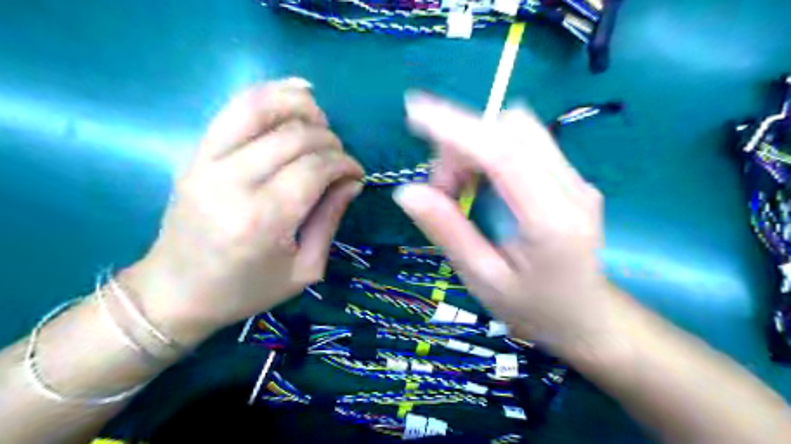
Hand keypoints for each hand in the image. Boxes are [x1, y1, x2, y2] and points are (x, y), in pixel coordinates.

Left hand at [124, 79, 361, 342]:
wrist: (176, 293)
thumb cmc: (247, 290)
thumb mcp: (304, 269)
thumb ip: (330, 219)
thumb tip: (353, 181)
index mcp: (263, 221)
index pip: (315, 168)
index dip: (345, 163)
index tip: (357, 173)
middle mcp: (233, 183)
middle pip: (295, 137)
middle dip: (330, 141)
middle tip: (340, 159)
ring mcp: (207, 163)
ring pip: (261, 108)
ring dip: (301, 106)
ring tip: (321, 121)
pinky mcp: (195, 154)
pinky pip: (234, 109)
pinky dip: (269, 93)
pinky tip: (296, 94)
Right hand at [392, 92, 620, 352]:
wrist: (586, 318)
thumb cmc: (533, 308)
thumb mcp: (482, 278)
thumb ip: (448, 231)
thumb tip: (407, 191)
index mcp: (552, 220)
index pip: (503, 153)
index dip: (457, 128)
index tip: (415, 111)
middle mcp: (572, 187)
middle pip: (511, 129)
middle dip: (463, 142)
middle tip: (440, 187)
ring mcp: (576, 178)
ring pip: (517, 130)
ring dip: (475, 145)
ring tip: (457, 187)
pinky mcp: (570, 177)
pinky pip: (523, 143)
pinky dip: (489, 151)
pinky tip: (478, 183)